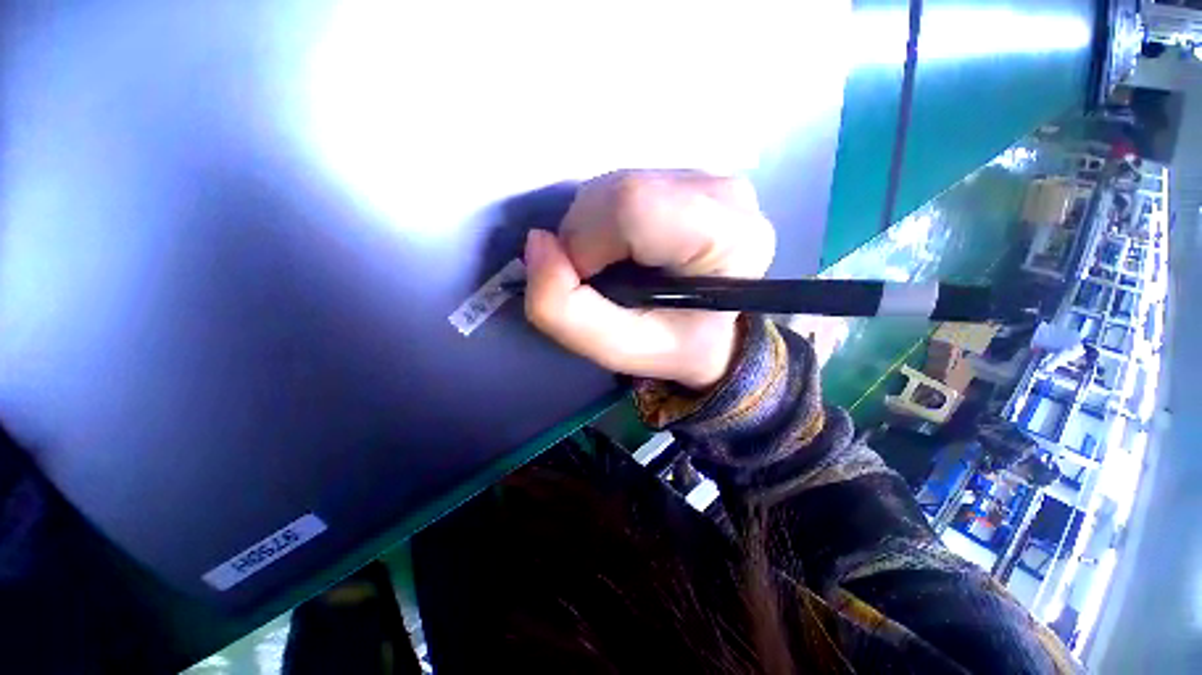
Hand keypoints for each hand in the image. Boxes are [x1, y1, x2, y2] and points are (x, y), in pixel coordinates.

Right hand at [523, 170, 774, 389]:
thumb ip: (565, 311)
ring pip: (613, 185)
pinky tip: (626, 249)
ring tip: (616, 269)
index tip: (587, 284)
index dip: (586, 244)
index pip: (631, 205)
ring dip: (592, 232)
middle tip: (601, 281)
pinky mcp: (688, 176)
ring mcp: (708, 177)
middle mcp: (723, 192)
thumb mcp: (620, 350)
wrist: (715, 332)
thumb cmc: (676, 346)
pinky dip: (604, 222)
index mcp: (725, 236)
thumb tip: (536, 243)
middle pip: (618, 190)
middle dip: (583, 240)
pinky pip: (622, 185)